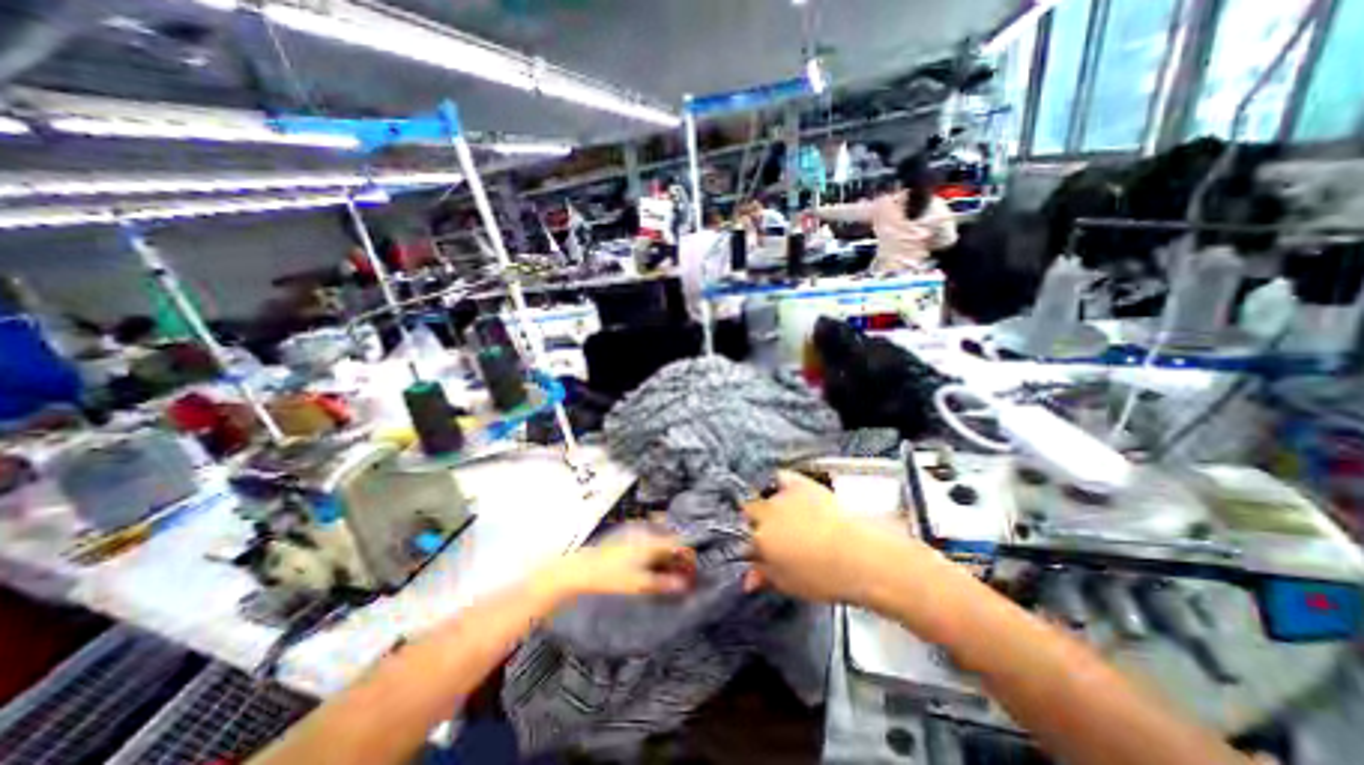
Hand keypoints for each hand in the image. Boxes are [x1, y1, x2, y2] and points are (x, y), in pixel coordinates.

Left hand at [538, 525, 697, 602]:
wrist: (581, 570)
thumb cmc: (611, 578)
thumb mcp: (639, 585)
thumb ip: (663, 583)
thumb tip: (684, 584)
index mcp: (651, 542)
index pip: (678, 543)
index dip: (688, 554)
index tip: (692, 567)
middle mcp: (645, 532)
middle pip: (669, 538)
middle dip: (678, 552)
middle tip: (682, 569)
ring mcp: (635, 532)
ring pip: (659, 537)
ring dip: (666, 550)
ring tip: (667, 567)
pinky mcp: (626, 535)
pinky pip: (648, 538)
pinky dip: (654, 548)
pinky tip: (650, 562)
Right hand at [742, 470, 891, 604]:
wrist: (863, 555)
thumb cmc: (826, 577)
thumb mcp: (790, 584)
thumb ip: (764, 576)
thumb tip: (748, 578)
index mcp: (760, 539)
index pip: (742, 538)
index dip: (749, 544)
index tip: (757, 549)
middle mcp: (765, 513)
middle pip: (749, 512)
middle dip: (754, 521)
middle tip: (772, 533)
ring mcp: (782, 496)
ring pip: (764, 495)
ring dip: (768, 504)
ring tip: (784, 515)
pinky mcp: (801, 484)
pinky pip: (781, 477)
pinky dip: (780, 482)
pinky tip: (787, 491)